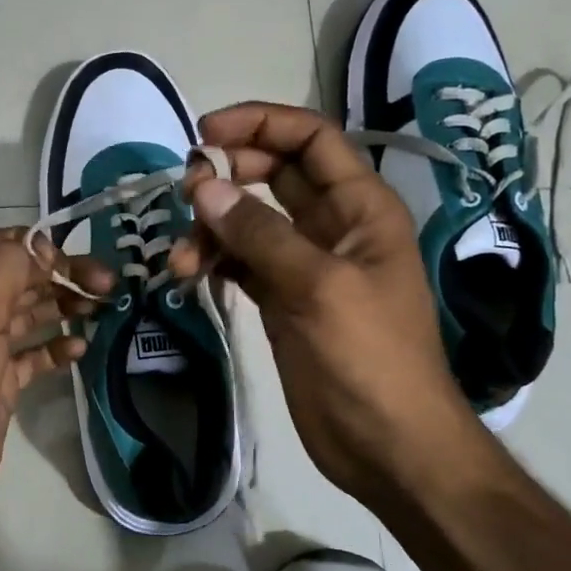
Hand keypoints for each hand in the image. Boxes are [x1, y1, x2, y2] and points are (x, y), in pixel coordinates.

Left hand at [0, 228, 111, 517]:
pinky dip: (56, 347)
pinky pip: (34, 354)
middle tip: (106, 284)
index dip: (34, 245)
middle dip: (60, 275)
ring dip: (64, 306)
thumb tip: (39, 246)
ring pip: (29, 314)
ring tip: (101, 308)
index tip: (71, 257)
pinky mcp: (0, 381)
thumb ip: (7, 268)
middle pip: (19, 278)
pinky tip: (80, 348)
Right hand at [167, 103, 488, 508]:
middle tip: (184, 194)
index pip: (311, 140)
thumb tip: (202, 186)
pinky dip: (215, 261)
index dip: (261, 124)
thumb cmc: (370, 359)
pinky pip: (242, 263)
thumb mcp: (318, 287)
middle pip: (275, 174)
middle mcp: (333, 226)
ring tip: (182, 260)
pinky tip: (190, 275)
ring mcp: (306, 265)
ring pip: (250, 221)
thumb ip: (260, 234)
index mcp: (361, 208)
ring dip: (212, 228)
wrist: (388, 446)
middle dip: (228, 175)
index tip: (204, 135)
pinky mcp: (283, 301)